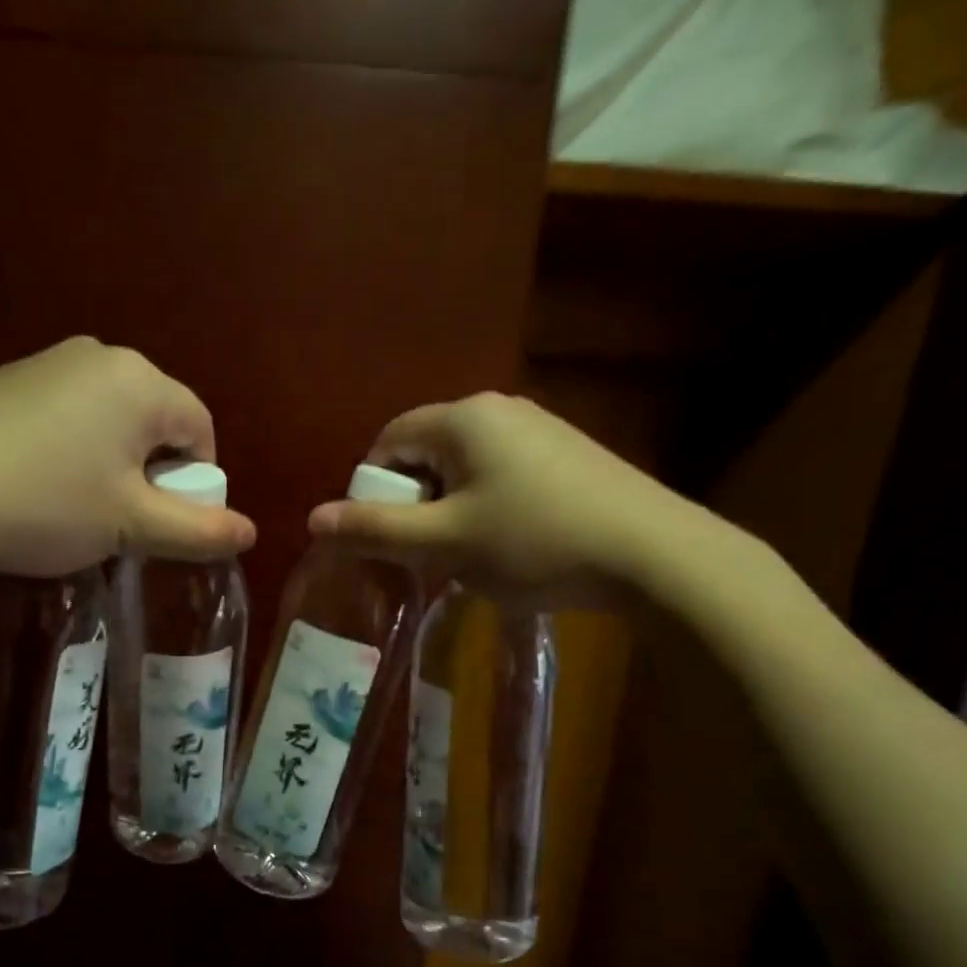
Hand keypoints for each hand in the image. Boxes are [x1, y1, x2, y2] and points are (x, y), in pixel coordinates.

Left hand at [0, 339, 256, 621]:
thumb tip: (250, 532)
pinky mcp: (2, 382)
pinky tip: (36, 489)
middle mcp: (97, 356)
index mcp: (140, 381)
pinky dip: (69, 452)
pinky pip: (63, 416)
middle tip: (124, 522)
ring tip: (78, 511)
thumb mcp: (131, 526)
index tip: (167, 523)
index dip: (196, 481)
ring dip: (111, 465)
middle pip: (154, 420)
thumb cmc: (46, 504)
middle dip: (153, 473)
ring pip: (107, 420)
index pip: (200, 427)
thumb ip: (198, 530)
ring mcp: (45, 363)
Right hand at [307, 393, 721, 608]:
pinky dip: (486, 508)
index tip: (383, 537)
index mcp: (463, 417)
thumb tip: (313, 519)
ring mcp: (541, 429)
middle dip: (413, 503)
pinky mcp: (568, 455)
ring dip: (449, 511)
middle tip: (424, 554)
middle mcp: (500, 409)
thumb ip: (375, 529)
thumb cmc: (534, 543)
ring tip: (467, 557)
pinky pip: (502, 475)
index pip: (389, 441)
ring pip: (465, 468)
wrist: (654, 556)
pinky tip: (510, 547)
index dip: (372, 490)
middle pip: (427, 452)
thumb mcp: (444, 542)